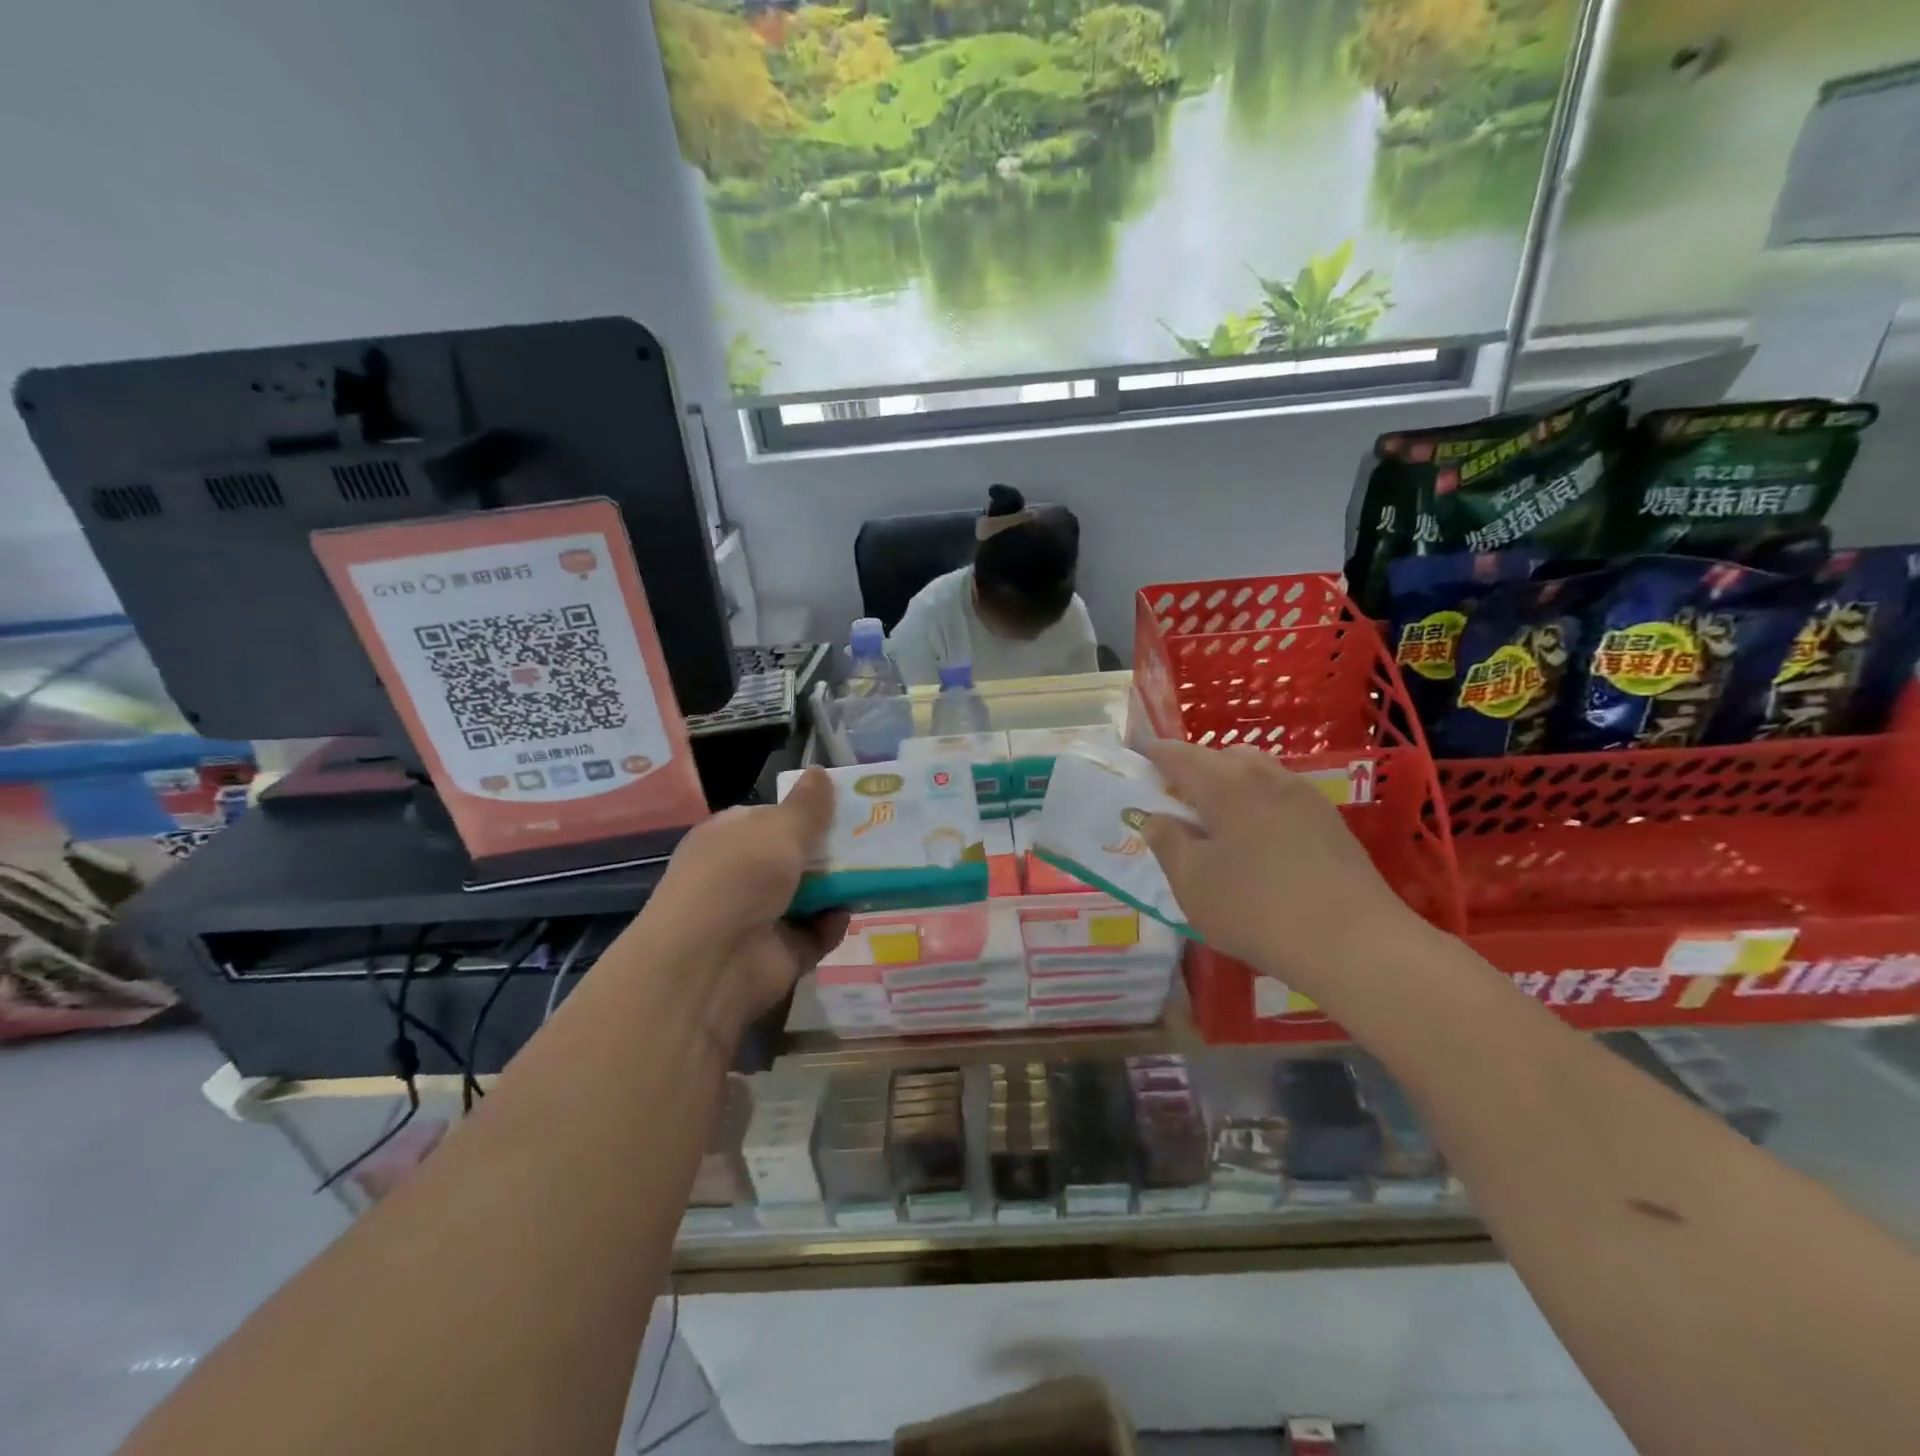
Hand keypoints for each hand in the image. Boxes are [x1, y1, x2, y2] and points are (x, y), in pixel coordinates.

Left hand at [637, 769, 848, 1043]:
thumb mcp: (777, 829)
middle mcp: (743, 875)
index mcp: (731, 837)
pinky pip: (817, 932)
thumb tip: (820, 771)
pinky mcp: (782, 952)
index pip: (771, 817)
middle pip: (797, 856)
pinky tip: (847, 912)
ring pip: (812, 894)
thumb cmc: (739, 877)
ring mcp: (762, 916)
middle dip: (831, 848)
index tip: (847, 805)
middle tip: (875, 836)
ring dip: (839, 886)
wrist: (712, 961)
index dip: (806, 810)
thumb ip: (806, 805)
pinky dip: (833, 924)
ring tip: (878, 869)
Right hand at [1139, 740, 1418, 996]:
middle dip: (1194, 769)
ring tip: (1216, 823)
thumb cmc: (1256, 909)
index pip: (1179, 755)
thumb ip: (1167, 842)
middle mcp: (1266, 776)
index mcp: (1225, 783)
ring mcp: (1304, 795)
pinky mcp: (1329, 821)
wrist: (1355, 943)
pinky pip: (1280, 797)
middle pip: (1222, 757)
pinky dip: (1258, 804)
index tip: (1138, 754)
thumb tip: (1156, 817)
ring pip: (1256, 774)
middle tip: (1176, 801)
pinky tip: (1257, 842)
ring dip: (1229, 787)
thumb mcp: (1192, 882)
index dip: (1154, 753)